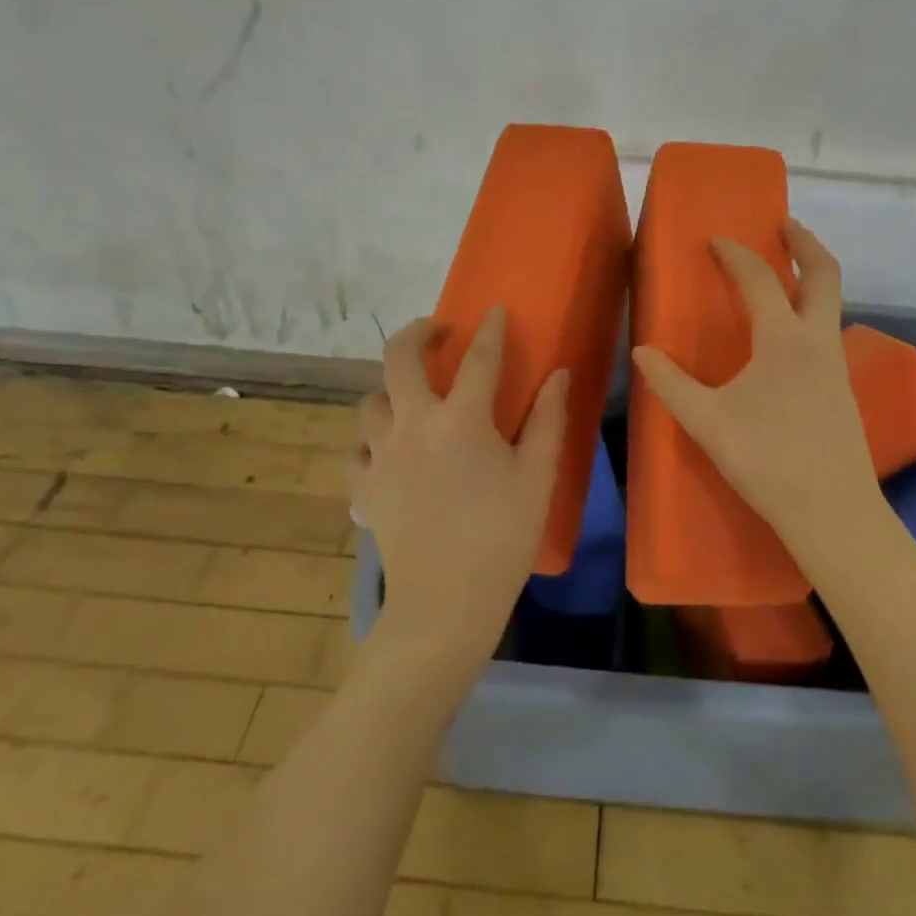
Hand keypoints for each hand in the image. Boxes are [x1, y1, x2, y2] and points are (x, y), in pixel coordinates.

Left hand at [349, 307, 569, 669]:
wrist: (445, 605)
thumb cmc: (502, 537)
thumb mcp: (537, 477)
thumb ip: (547, 419)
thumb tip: (558, 374)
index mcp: (462, 420)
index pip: (479, 358)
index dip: (490, 329)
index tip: (495, 309)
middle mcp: (414, 425)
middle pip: (399, 358)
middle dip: (417, 332)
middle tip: (437, 332)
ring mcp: (382, 455)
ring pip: (370, 401)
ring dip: (390, 388)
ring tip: (411, 395)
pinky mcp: (365, 487)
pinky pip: (357, 449)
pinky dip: (370, 440)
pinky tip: (388, 448)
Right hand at [631, 221, 879, 574]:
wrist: (834, 512)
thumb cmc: (768, 460)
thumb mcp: (708, 421)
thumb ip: (671, 384)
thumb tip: (642, 352)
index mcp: (784, 339)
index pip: (760, 279)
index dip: (736, 253)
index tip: (716, 239)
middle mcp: (818, 341)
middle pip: (825, 273)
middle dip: (805, 242)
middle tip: (783, 225)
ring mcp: (837, 365)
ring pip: (832, 303)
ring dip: (812, 277)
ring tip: (784, 275)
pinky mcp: (843, 390)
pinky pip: (828, 332)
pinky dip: (811, 312)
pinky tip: (788, 339)